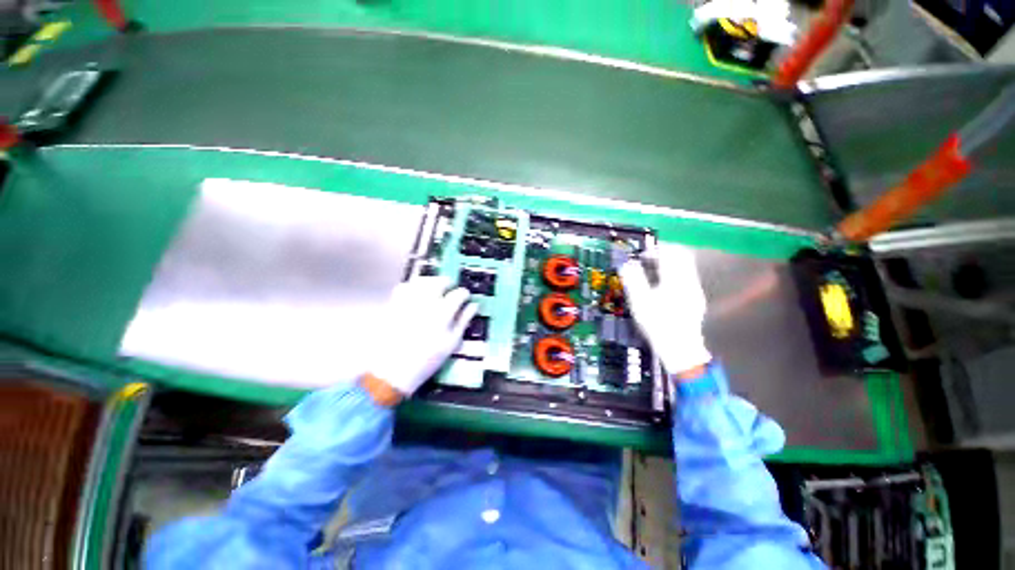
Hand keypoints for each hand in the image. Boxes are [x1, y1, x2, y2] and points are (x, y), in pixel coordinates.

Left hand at [366, 276, 477, 399]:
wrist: (393, 371)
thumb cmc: (427, 360)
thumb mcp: (451, 343)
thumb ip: (463, 321)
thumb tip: (473, 307)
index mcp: (442, 313)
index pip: (458, 294)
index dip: (464, 293)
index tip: (465, 296)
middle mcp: (425, 303)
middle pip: (439, 282)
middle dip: (448, 282)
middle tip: (451, 287)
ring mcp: (407, 302)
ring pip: (421, 281)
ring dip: (430, 281)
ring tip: (435, 287)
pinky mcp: (393, 305)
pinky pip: (403, 287)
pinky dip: (411, 286)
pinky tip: (415, 294)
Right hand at [620, 245, 710, 375]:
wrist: (680, 348)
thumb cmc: (658, 324)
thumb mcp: (639, 301)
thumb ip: (633, 279)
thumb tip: (627, 264)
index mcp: (675, 279)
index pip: (670, 252)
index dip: (655, 249)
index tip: (642, 254)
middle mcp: (689, 281)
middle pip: (681, 255)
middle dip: (664, 254)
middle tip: (647, 260)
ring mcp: (694, 290)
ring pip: (684, 266)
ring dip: (668, 264)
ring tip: (651, 272)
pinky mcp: (695, 299)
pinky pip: (685, 277)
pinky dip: (672, 275)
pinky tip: (661, 287)